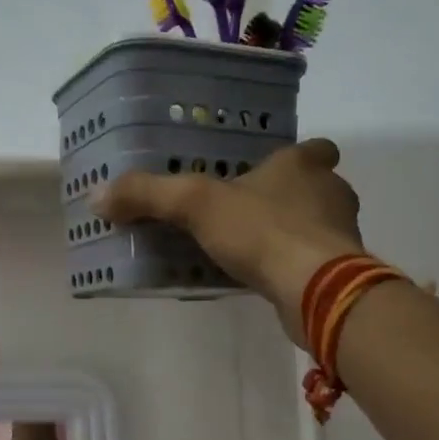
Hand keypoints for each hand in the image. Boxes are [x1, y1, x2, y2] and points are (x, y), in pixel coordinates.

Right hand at [92, 137, 365, 344]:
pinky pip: (311, 262)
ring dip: (290, 233)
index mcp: (304, 165)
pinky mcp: (340, 273)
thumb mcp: (194, 205)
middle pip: (316, 188)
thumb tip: (98, 196)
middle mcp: (330, 194)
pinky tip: (261, 279)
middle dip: (287, 198)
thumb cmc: (263, 231)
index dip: (294, 158)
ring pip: (316, 226)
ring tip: (248, 249)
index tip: (269, 171)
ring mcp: (340, 235)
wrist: (317, 289)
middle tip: (247, 211)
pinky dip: (291, 267)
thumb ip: (148, 195)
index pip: (313, 150)